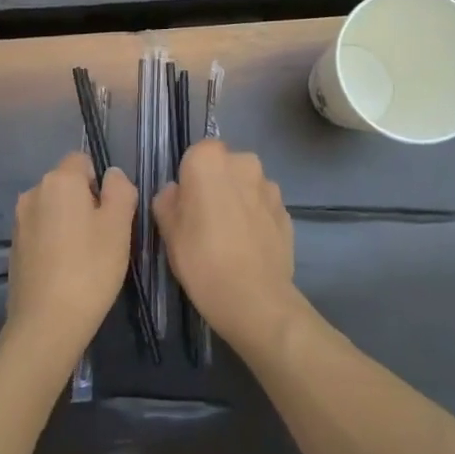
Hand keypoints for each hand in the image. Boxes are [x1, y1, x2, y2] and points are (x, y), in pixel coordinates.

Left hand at [5, 153, 137, 366]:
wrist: (46, 322)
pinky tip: (65, 270)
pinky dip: (55, 241)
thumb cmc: (90, 269)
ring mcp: (19, 220)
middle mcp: (33, 192)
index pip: (82, 160)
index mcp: (59, 180)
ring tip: (85, 257)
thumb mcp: (119, 226)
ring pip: (54, 209)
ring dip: (69, 223)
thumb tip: (112, 176)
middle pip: (67, 184)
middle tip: (103, 238)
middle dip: (86, 202)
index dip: (100, 182)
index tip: (111, 214)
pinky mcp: (14, 246)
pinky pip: (41, 231)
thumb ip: (120, 190)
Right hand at [153, 140, 303, 354]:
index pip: (195, 154)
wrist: (254, 299)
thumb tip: (176, 193)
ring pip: (247, 187)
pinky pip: (264, 208)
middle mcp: (244, 162)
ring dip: (239, 201)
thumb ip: (167, 200)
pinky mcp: (287, 212)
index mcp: (209, 159)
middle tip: (205, 221)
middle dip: (217, 185)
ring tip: (230, 238)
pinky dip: (257, 220)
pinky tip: (248, 248)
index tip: (186, 206)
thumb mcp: (167, 230)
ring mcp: (270, 187)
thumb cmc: (201, 258)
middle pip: (225, 167)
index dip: (189, 179)